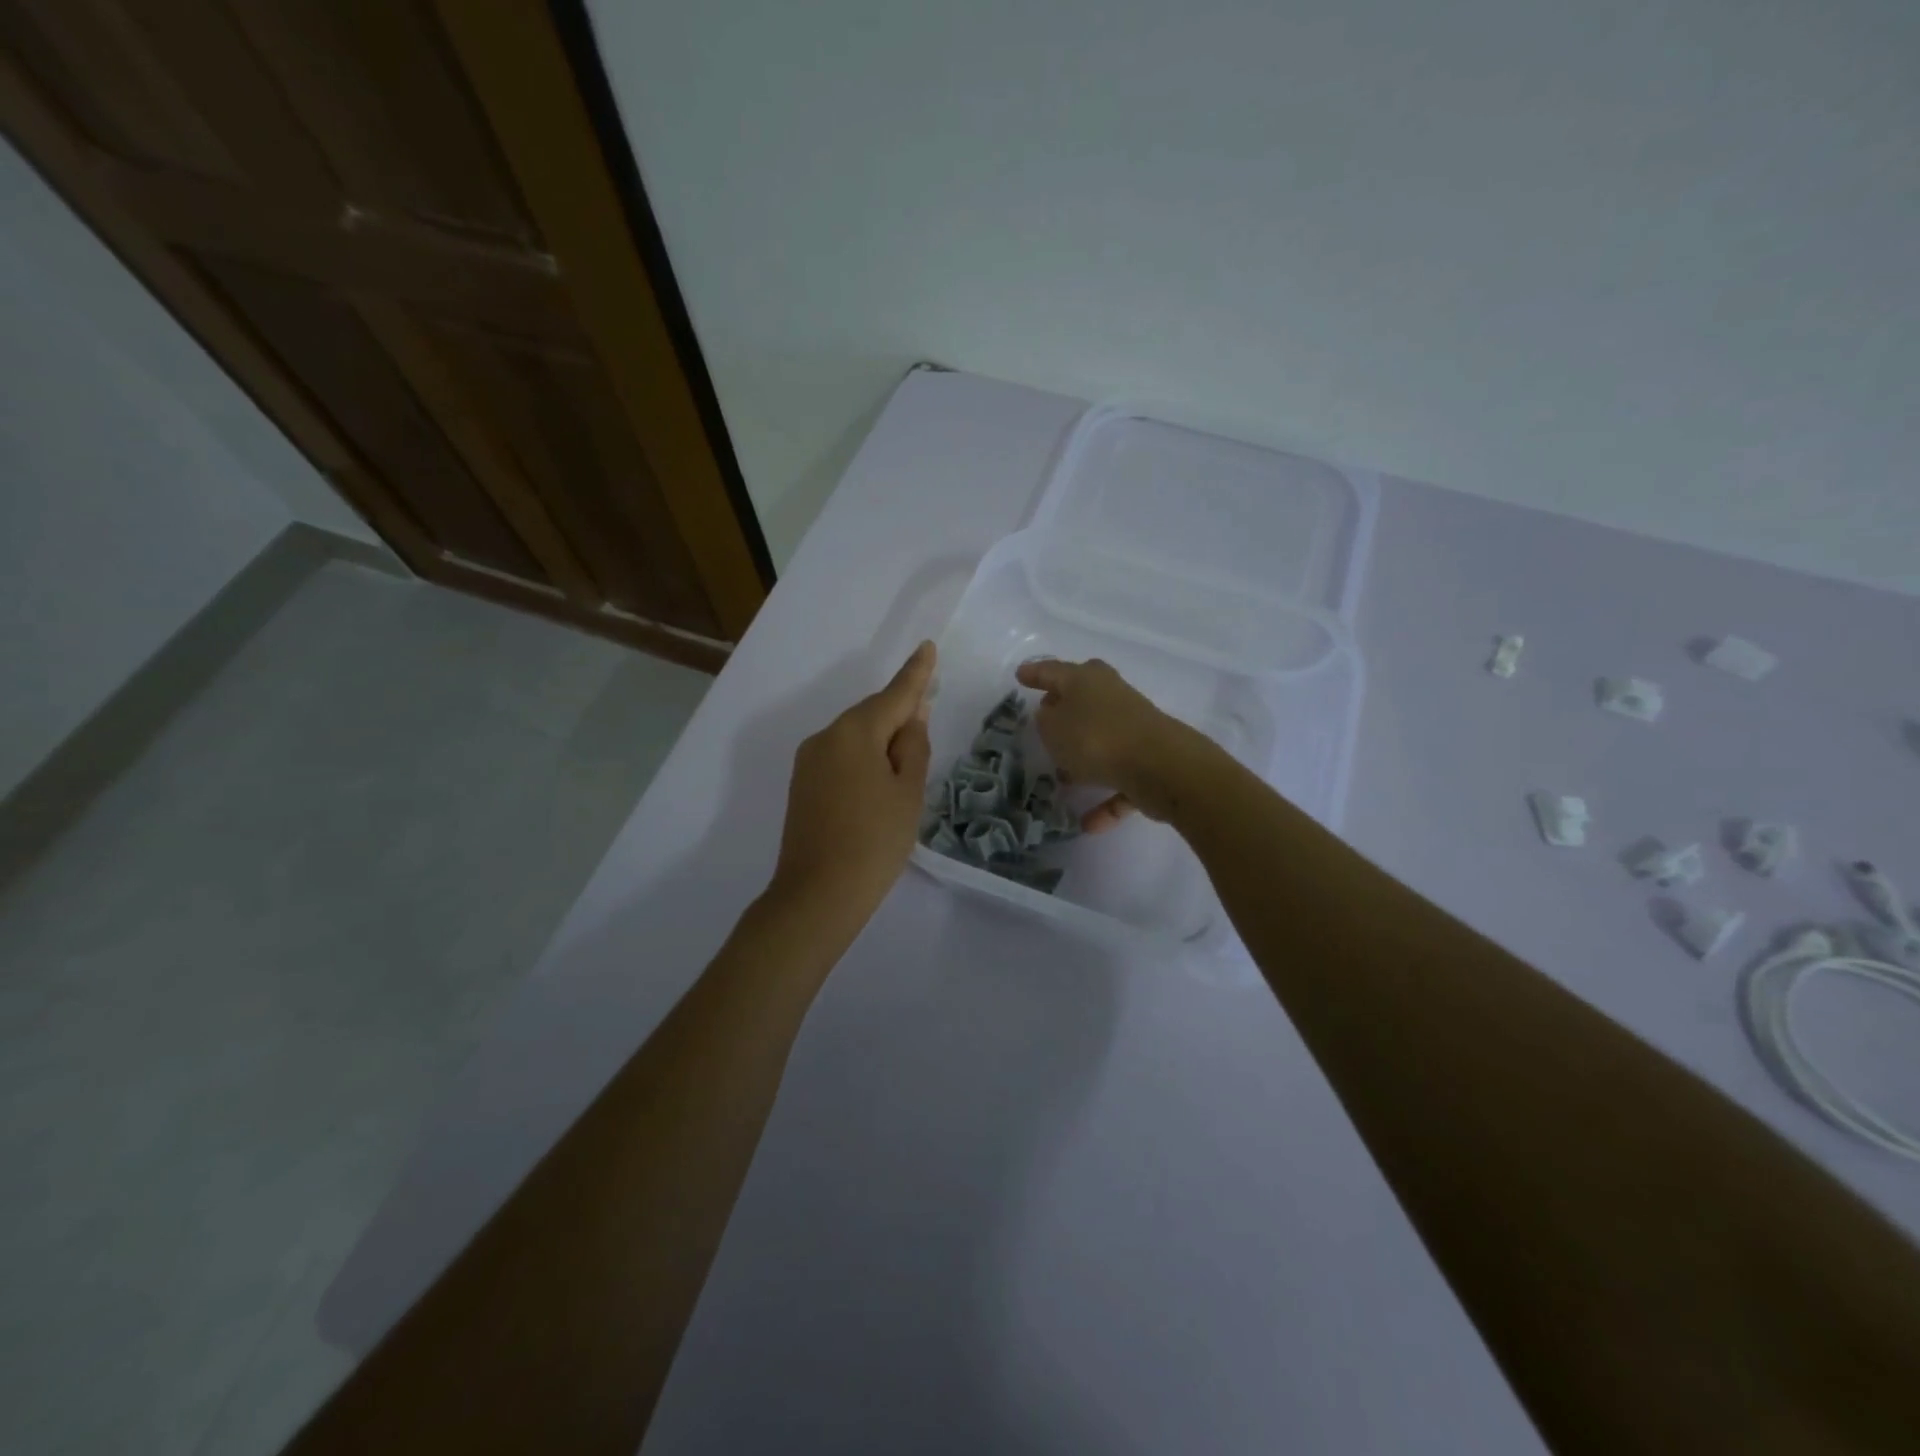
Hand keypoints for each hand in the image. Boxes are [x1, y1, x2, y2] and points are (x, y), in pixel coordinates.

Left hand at [769, 642, 935, 920]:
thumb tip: (912, 715)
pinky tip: (878, 784)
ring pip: (855, 737)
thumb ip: (913, 746)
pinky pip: (840, 756)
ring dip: (881, 742)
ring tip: (905, 769)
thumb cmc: (875, 842)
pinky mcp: (801, 784)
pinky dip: (863, 760)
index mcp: (855, 732)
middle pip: (871, 715)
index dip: (916, 673)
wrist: (818, 894)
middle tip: (927, 723)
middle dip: (899, 715)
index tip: (927, 647)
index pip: (894, 694)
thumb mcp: (908, 793)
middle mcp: (826, 737)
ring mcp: (808, 761)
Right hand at [1014, 657, 1205, 832]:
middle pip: (1084, 697)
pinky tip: (1088, 824)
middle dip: (1064, 707)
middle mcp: (1113, 697)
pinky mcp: (1150, 761)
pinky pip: (1120, 779)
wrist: (1161, 768)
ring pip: (1102, 740)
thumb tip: (1052, 715)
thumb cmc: (1096, 738)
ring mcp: (1134, 729)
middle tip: (1044, 715)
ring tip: (1061, 778)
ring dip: (1084, 758)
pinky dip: (1105, 798)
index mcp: (1087, 680)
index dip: (1035, 673)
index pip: (1054, 671)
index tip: (1020, 675)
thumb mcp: (1053, 728)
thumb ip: (1046, 721)